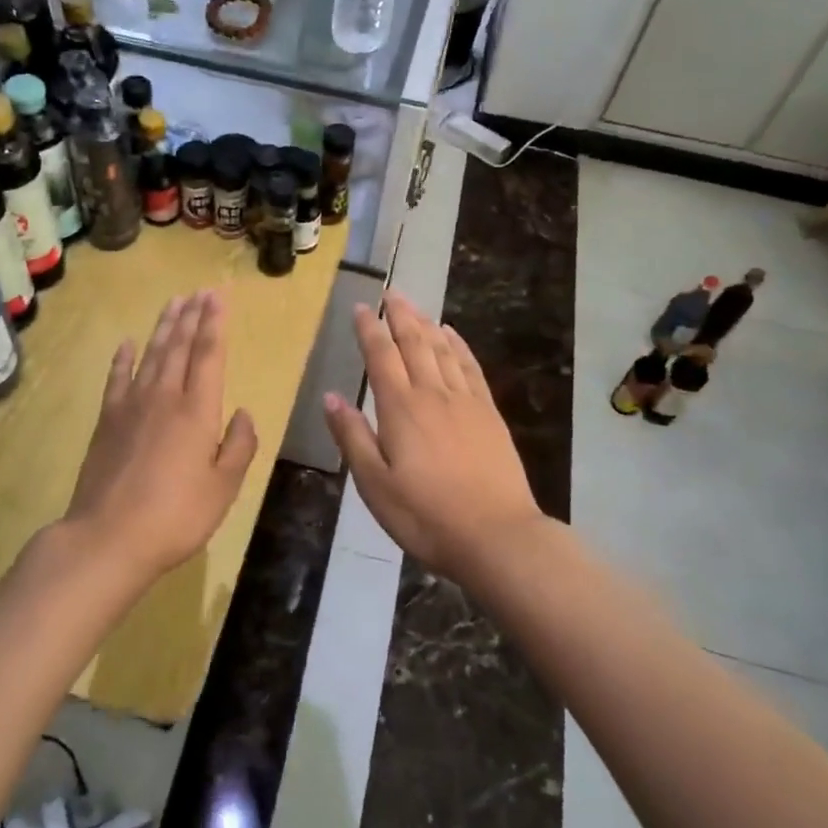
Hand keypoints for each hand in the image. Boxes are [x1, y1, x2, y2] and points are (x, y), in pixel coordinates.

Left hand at [63, 290, 258, 579]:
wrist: (108, 538)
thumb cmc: (176, 516)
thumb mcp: (224, 488)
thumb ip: (239, 446)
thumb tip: (244, 413)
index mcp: (198, 411)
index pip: (209, 355)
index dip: (214, 324)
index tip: (218, 297)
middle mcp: (165, 398)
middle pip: (180, 346)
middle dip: (192, 316)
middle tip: (199, 291)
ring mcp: (131, 406)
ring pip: (151, 355)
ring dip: (164, 327)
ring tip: (174, 303)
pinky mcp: (107, 421)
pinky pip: (117, 379)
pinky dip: (123, 358)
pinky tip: (127, 343)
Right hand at [323, 292, 541, 579]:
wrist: (496, 535)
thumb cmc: (425, 515)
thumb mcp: (374, 484)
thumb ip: (352, 436)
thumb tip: (331, 396)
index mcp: (400, 409)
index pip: (381, 356)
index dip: (369, 329)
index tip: (361, 307)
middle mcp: (433, 394)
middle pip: (415, 343)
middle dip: (400, 315)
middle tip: (391, 292)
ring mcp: (465, 401)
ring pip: (443, 349)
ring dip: (427, 324)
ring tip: (416, 306)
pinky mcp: (489, 414)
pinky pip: (471, 367)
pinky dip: (460, 346)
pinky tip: (453, 335)